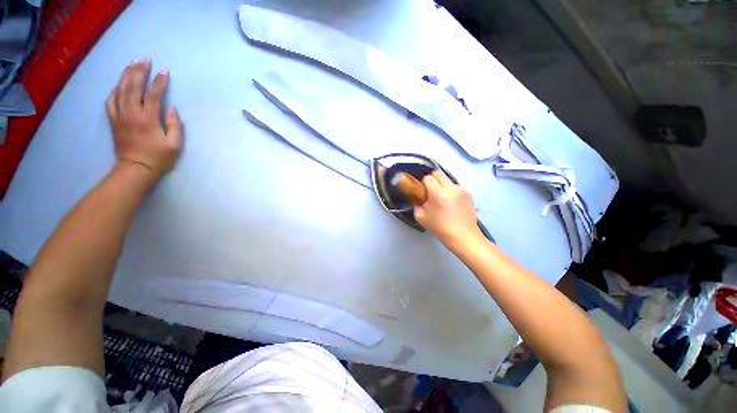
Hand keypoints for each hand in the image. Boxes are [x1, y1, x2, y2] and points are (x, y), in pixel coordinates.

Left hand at [106, 59, 182, 175]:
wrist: (135, 169)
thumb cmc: (159, 158)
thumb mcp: (175, 145)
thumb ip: (175, 126)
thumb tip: (171, 109)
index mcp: (147, 119)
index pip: (153, 95)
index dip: (159, 82)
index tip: (165, 72)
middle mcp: (131, 113)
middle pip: (132, 87)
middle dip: (139, 72)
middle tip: (145, 60)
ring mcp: (119, 116)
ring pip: (119, 90)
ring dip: (126, 76)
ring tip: (132, 65)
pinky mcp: (113, 120)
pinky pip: (110, 100)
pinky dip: (115, 89)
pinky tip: (119, 84)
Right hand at [414, 171, 482, 248]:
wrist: (464, 237)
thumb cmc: (440, 229)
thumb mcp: (420, 217)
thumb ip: (416, 203)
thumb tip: (418, 196)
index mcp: (438, 193)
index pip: (428, 178)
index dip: (423, 184)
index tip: (422, 192)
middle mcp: (451, 188)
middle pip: (438, 173)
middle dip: (432, 180)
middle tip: (429, 192)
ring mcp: (461, 190)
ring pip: (447, 179)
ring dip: (441, 185)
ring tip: (441, 199)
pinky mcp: (468, 193)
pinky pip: (455, 186)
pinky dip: (450, 191)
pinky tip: (450, 203)